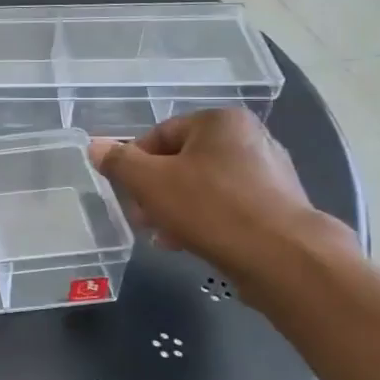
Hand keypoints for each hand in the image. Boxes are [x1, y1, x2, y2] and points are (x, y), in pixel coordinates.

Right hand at [89, 109, 352, 289]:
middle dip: (156, 190)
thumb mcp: (150, 182)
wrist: (283, 258)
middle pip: (182, 160)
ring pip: (204, 185)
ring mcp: (269, 172)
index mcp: (220, 121)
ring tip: (164, 236)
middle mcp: (249, 138)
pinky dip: (206, 220)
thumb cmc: (211, 208)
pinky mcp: (279, 205)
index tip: (126, 193)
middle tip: (142, 219)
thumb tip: (96, 146)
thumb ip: (119, 162)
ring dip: (176, 208)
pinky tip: (192, 243)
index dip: (134, 163)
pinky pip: (229, 206)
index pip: (160, 133)